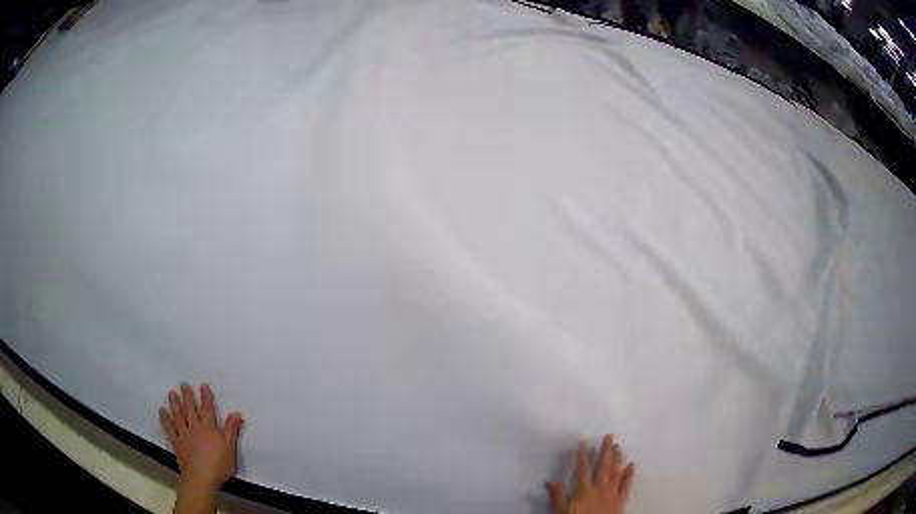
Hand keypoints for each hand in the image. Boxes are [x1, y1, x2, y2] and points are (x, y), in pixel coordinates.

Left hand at [160, 383, 242, 490]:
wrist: (201, 478)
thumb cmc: (218, 464)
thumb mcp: (230, 448)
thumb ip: (232, 430)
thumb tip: (236, 412)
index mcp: (209, 428)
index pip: (207, 409)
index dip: (206, 397)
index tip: (203, 385)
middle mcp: (195, 427)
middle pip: (190, 409)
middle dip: (187, 396)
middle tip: (183, 384)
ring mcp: (183, 434)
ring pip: (178, 415)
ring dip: (175, 403)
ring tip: (171, 392)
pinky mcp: (176, 442)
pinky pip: (169, 428)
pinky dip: (165, 419)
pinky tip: (162, 411)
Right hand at [546, 435, 635, 513]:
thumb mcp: (561, 512)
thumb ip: (557, 497)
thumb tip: (551, 482)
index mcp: (584, 491)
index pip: (583, 469)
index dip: (582, 455)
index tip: (583, 442)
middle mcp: (600, 489)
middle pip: (603, 466)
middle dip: (606, 450)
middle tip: (610, 436)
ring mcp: (612, 493)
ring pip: (616, 472)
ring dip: (618, 458)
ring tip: (619, 446)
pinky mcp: (621, 500)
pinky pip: (627, 485)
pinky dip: (630, 475)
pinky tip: (632, 465)